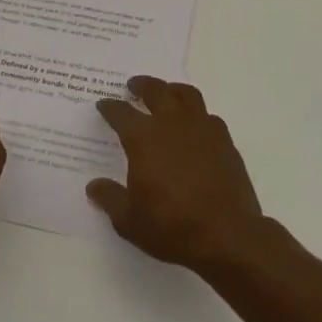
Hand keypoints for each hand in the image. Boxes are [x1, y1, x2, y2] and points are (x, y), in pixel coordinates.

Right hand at [91, 77, 264, 270]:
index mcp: (143, 138)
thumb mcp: (129, 220)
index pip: (121, 113)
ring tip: (167, 94)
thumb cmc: (171, 225)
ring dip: (172, 90)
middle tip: (134, 86)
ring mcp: (202, 129)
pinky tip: (194, 127)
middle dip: (142, 86)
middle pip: (156, 91)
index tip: (104, 105)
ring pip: (186, 95)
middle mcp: (172, 124)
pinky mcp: (225, 142)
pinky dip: (197, 114)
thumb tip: (94, 186)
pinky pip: (208, 116)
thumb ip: (109, 198)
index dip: (110, 107)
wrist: (227, 235)